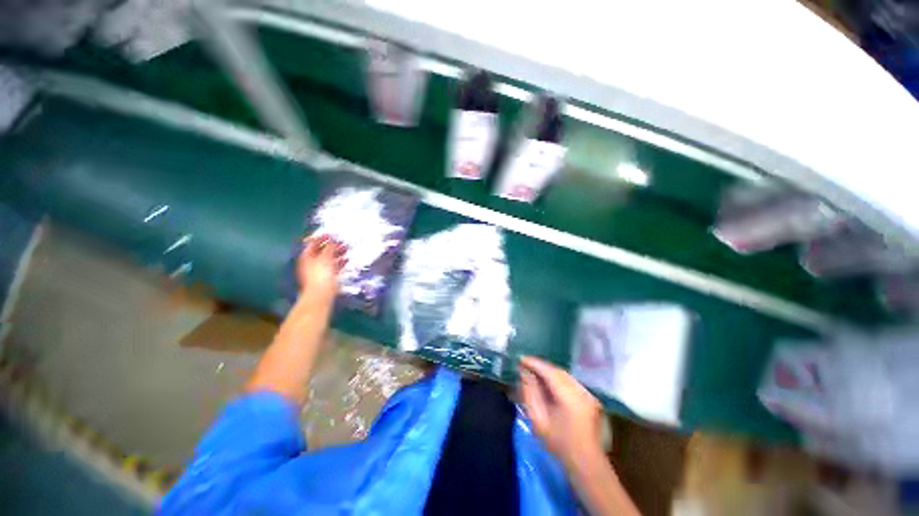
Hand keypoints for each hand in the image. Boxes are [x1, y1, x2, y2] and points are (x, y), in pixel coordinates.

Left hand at [297, 235, 346, 302]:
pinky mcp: (327, 277)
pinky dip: (339, 262)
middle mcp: (312, 262)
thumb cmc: (321, 275)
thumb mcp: (325, 257)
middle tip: (342, 241)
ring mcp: (319, 270)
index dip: (322, 237)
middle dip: (332, 245)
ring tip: (347, 248)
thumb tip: (332, 239)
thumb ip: (329, 247)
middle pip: (322, 250)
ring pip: (329, 258)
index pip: (313, 243)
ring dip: (337, 253)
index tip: (332, 234)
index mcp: (307, 256)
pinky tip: (346, 259)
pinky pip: (333, 266)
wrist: (321, 294)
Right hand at [519, 356, 603, 467]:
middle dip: (541, 367)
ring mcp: (588, 394)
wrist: (587, 464)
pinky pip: (571, 381)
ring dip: (549, 372)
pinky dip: (558, 379)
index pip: (549, 372)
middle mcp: (581, 391)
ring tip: (534, 372)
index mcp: (570, 397)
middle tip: (525, 364)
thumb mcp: (539, 421)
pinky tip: (548, 382)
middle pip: (558, 371)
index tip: (520, 359)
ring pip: (565, 375)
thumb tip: (524, 374)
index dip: (534, 363)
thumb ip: (530, 394)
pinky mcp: (590, 398)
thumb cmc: (559, 444)